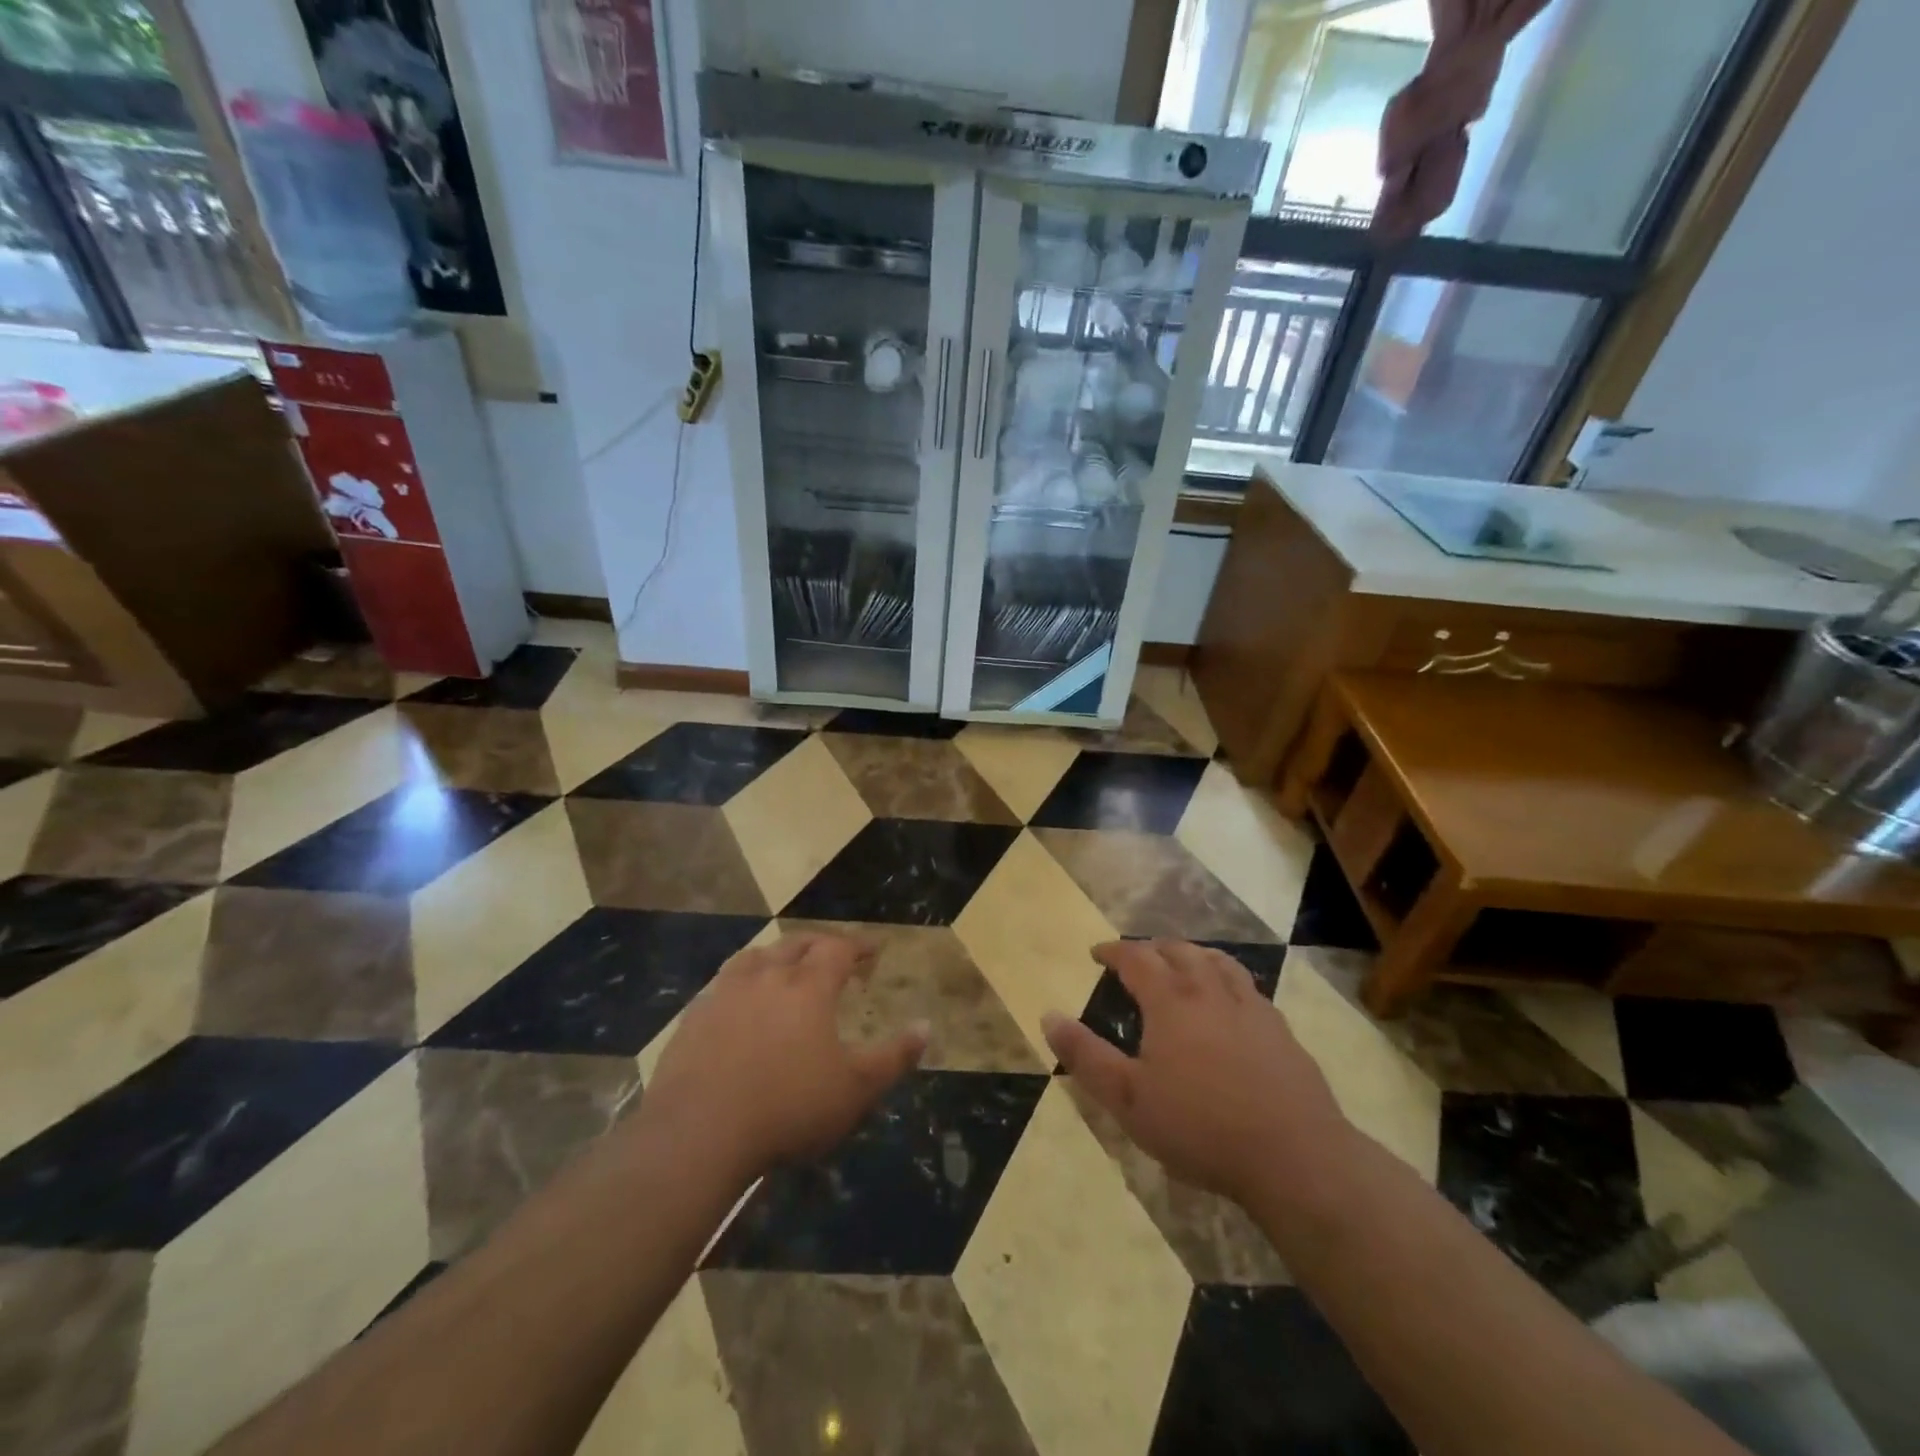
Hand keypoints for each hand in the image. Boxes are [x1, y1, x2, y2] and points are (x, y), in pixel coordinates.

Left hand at [639, 933, 927, 1182]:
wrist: (698, 1134)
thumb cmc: (788, 1108)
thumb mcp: (856, 1090)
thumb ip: (894, 1057)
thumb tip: (926, 1026)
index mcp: (808, 987)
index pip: (838, 949)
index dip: (858, 945)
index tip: (873, 950)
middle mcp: (767, 977)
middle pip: (795, 945)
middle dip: (819, 945)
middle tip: (832, 955)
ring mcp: (724, 994)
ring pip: (754, 957)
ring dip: (775, 956)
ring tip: (784, 966)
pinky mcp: (692, 1018)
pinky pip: (721, 985)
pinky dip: (739, 983)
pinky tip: (738, 1003)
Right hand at [1044, 940, 1355, 1210]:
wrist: (1294, 1156)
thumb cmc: (1201, 1127)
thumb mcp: (1128, 1099)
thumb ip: (1086, 1055)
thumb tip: (1048, 1015)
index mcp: (1170, 1000)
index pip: (1136, 956)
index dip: (1114, 950)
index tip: (1097, 953)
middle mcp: (1209, 990)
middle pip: (1178, 950)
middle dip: (1152, 948)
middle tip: (1137, 959)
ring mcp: (1250, 1006)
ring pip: (1217, 961)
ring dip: (1192, 955)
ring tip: (1182, 964)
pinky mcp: (1279, 1029)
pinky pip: (1247, 986)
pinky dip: (1226, 978)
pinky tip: (1229, 1001)